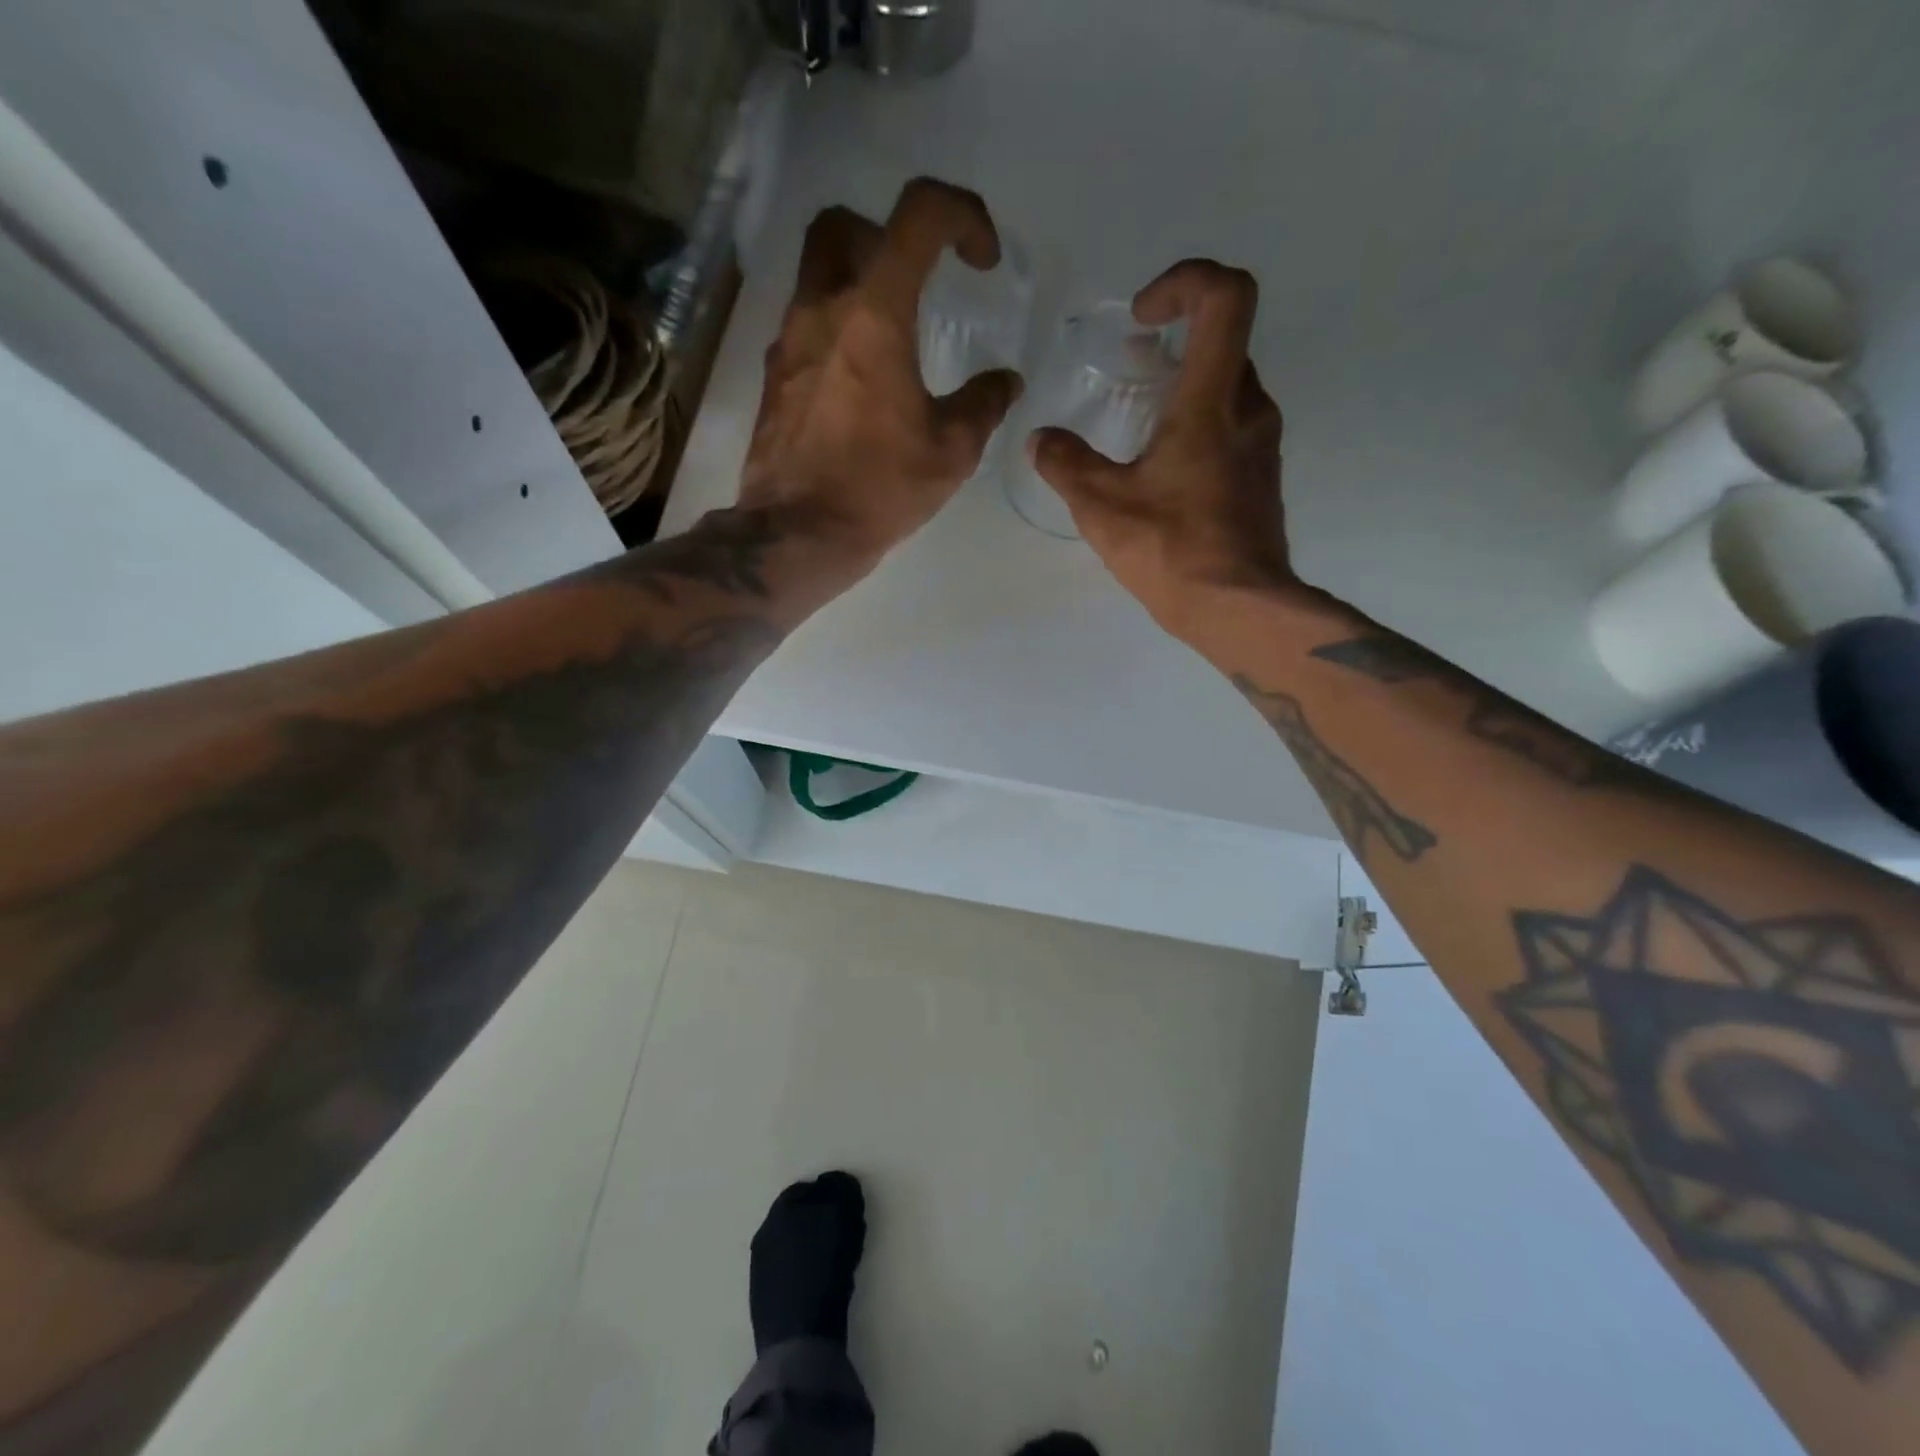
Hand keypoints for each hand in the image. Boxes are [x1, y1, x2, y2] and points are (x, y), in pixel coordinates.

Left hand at [739, 178, 1024, 565]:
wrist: (799, 534)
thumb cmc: (878, 489)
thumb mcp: (950, 452)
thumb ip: (983, 404)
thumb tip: (1005, 382)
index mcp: (874, 316)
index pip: (918, 214)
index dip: (962, 215)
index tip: (982, 261)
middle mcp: (822, 310)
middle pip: (843, 224)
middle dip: (887, 236)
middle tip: (917, 282)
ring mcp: (789, 342)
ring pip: (816, 274)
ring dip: (858, 283)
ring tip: (892, 339)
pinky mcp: (774, 378)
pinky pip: (805, 326)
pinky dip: (836, 331)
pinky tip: (859, 383)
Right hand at [1028, 260, 1297, 638]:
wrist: (1239, 608)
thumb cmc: (1172, 550)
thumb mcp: (1102, 507)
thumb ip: (1066, 465)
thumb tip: (1041, 440)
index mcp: (1212, 401)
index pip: (1225, 298)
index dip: (1185, 283)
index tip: (1143, 317)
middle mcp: (1249, 410)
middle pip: (1225, 340)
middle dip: (1176, 340)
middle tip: (1130, 367)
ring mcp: (1262, 445)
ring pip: (1228, 387)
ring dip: (1185, 385)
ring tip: (1138, 421)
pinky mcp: (1261, 478)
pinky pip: (1232, 427)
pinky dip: (1198, 424)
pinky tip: (1161, 470)